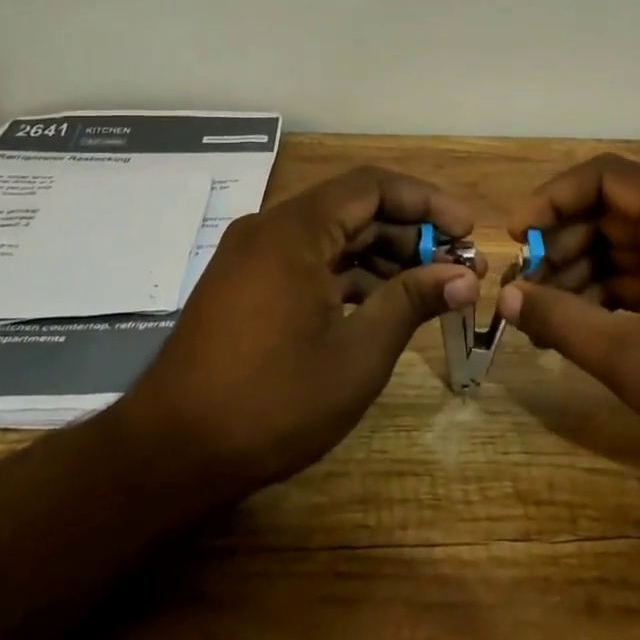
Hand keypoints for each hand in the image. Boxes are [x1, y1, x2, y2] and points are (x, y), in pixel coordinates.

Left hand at [114, 166, 479, 496]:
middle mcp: (271, 230)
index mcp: (294, 230)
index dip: (428, 202)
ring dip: (385, 258)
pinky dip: (351, 278)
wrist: (172, 453)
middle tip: (459, 268)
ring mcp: (255, 258)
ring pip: (334, 239)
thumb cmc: (272, 402)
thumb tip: (465, 276)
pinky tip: (384, 307)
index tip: (468, 232)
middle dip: (412, 234)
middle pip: (355, 210)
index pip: (373, 186)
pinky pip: (311, 264)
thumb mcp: (356, 354)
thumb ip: (411, 301)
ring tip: (432, 290)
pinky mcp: (248, 286)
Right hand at [496, 154, 639, 483]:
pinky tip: (578, 325)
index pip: (605, 176)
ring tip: (544, 316)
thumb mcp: (633, 358)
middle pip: (610, 210)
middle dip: (561, 244)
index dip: (553, 198)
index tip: (517, 235)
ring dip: (579, 272)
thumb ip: (562, 321)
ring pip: (622, 244)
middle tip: (526, 287)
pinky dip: (607, 292)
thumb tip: (505, 297)